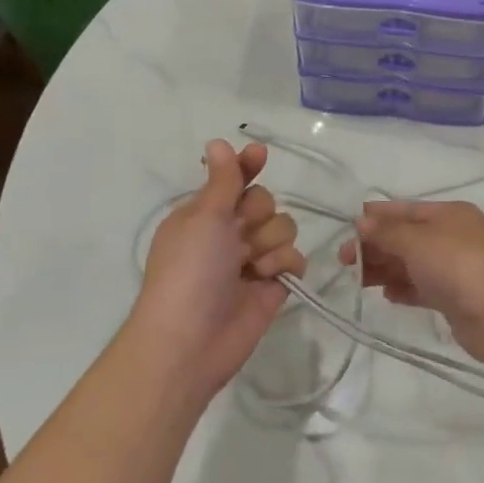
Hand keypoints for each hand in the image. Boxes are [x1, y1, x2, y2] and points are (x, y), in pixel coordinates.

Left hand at [130, 140, 303, 398]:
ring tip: (250, 265)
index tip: (260, 154)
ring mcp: (251, 260)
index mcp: (204, 214)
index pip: (233, 179)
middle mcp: (228, 233)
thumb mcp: (203, 217)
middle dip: (258, 215)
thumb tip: (218, 141)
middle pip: (265, 201)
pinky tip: (267, 278)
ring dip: (270, 242)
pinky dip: (283, 264)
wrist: (190, 341)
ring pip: (283, 228)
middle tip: (239, 234)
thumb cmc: (189, 271)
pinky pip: (294, 258)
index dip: (248, 166)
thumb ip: (223, 180)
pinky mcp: (273, 285)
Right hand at [340, 200, 483, 361]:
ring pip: (411, 263)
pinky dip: (403, 288)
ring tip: (359, 281)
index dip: (377, 216)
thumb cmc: (456, 265)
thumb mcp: (416, 241)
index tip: (348, 226)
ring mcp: (455, 267)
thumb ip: (386, 232)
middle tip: (344, 260)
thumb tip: (361, 222)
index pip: (406, 209)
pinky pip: (422, 287)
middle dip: (375, 246)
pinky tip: (387, 295)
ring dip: (384, 268)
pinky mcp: (454, 296)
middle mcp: (453, 236)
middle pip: (406, 237)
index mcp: (449, 214)